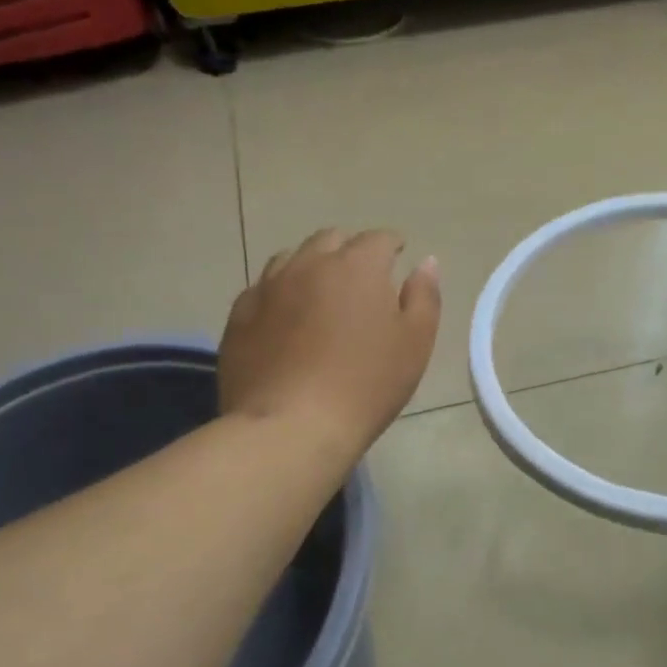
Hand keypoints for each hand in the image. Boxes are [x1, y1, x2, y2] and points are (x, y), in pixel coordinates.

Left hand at [220, 229, 441, 455]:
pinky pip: (262, 290)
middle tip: (362, 276)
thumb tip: (426, 262)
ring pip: (291, 259)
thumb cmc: (366, 385)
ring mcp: (268, 287)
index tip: (399, 256)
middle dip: (350, 249)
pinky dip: (280, 293)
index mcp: (357, 266)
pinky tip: (285, 318)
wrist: (290, 427)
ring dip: (311, 266)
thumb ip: (424, 297)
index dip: (393, 244)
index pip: (379, 239)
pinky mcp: (239, 315)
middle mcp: (309, 264)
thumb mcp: (415, 343)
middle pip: (331, 240)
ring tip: (321, 292)